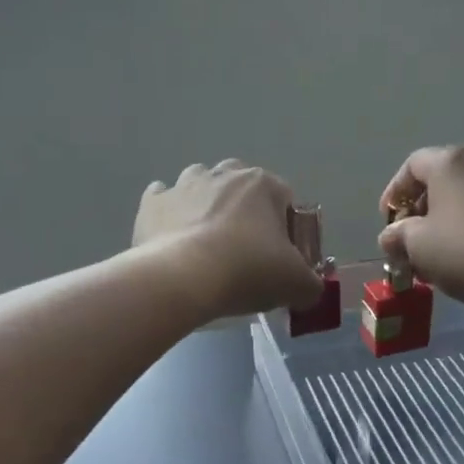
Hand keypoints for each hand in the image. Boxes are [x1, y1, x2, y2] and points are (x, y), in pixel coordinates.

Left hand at [135, 161, 325, 321]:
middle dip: (244, 211)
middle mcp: (223, 174)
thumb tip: (309, 289)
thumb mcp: (296, 284)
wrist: (182, 279)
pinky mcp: (152, 203)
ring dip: (205, 206)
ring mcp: (184, 184)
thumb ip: (311, 284)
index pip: (285, 198)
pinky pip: (162, 199)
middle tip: (243, 250)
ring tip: (205, 244)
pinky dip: (168, 214)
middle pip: (240, 186)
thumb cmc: (247, 272)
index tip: (280, 256)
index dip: (286, 228)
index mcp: (262, 184)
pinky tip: (171, 238)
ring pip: (200, 186)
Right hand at [378, 146, 463, 309]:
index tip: (390, 222)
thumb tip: (393, 236)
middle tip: (415, 241)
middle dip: (423, 209)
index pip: (411, 166)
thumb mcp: (418, 247)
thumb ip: (397, 236)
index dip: (394, 193)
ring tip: (447, 253)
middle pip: (443, 178)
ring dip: (452, 219)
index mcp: (450, 163)